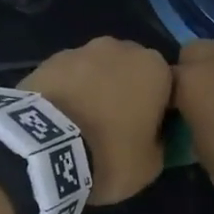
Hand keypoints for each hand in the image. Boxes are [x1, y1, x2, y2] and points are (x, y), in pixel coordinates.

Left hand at [22, 38, 172, 204]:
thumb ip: (160, 141)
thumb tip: (154, 135)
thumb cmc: (110, 154)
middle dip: (125, 92)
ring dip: (94, 90)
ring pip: (96, 71)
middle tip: (114, 127)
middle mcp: (121, 48)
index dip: (158, 111)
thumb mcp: (151, 164)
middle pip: (130, 71)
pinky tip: (59, 119)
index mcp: (155, 68)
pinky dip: (67, 93)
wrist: (46, 148)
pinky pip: (68, 78)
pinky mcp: (48, 60)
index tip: (147, 133)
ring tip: (81, 124)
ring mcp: (81, 50)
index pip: (167, 86)